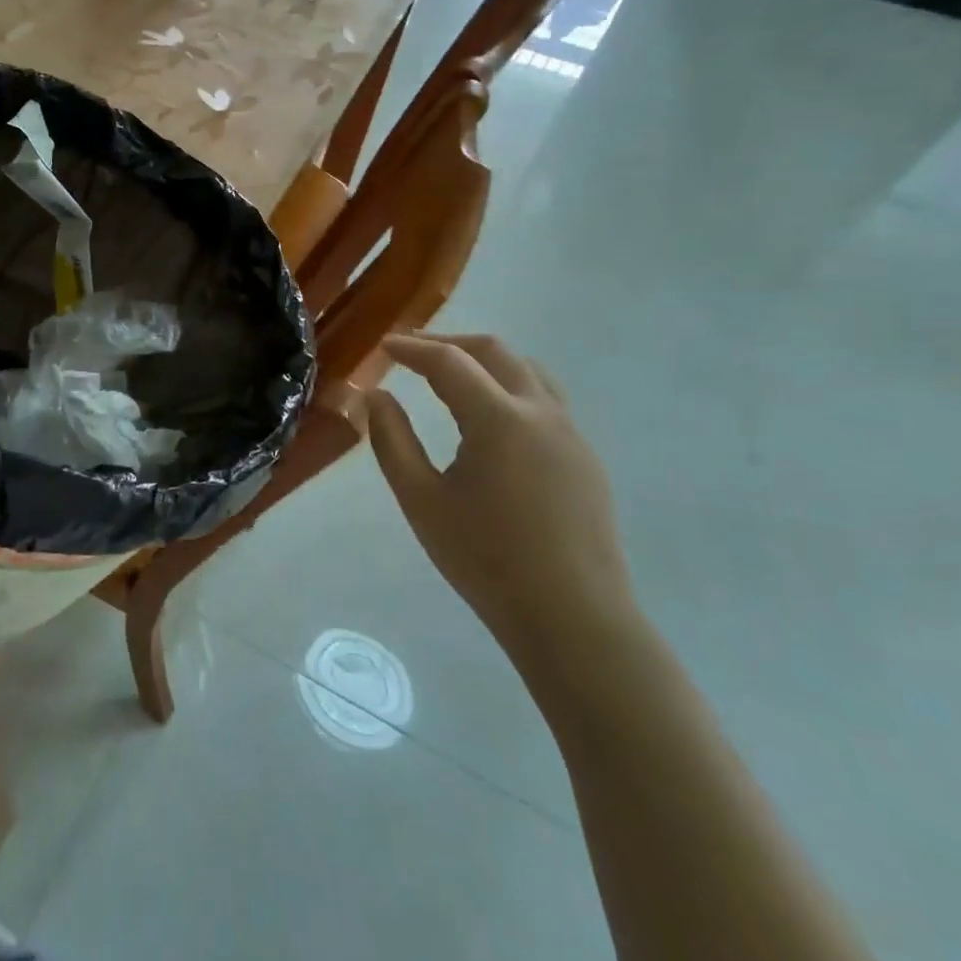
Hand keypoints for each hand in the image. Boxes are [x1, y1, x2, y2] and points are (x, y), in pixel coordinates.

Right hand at [365, 334, 636, 665]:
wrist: (572, 618)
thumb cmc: (485, 559)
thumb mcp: (420, 499)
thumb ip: (392, 440)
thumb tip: (376, 396)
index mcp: (499, 420)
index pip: (449, 362)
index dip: (412, 348)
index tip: (383, 346)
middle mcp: (542, 413)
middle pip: (495, 351)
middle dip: (449, 343)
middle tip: (411, 352)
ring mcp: (571, 433)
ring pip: (527, 370)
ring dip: (484, 360)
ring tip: (449, 374)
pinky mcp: (584, 457)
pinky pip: (545, 399)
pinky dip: (508, 386)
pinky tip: (488, 417)